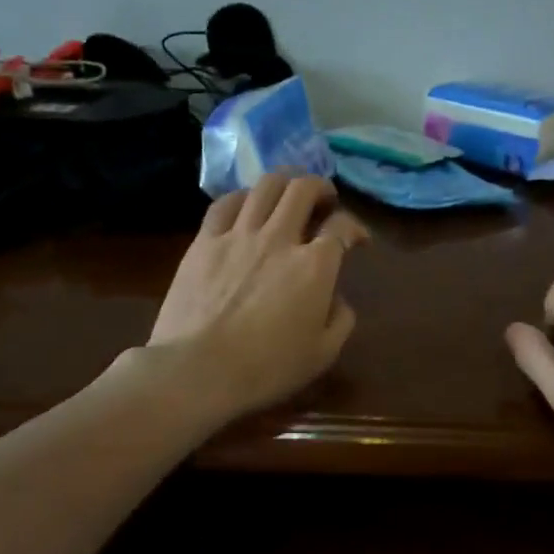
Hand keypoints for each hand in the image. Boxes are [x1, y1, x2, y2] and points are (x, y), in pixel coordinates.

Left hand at [149, 174, 366, 420]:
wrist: (197, 370)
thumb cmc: (265, 368)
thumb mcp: (322, 354)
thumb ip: (341, 319)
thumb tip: (337, 298)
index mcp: (315, 266)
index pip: (342, 227)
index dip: (355, 228)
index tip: (357, 239)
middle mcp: (280, 238)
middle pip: (304, 189)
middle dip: (321, 188)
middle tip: (325, 201)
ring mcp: (239, 235)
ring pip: (266, 186)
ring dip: (285, 183)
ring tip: (288, 194)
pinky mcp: (205, 241)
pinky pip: (225, 203)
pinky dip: (243, 197)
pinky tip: (246, 204)